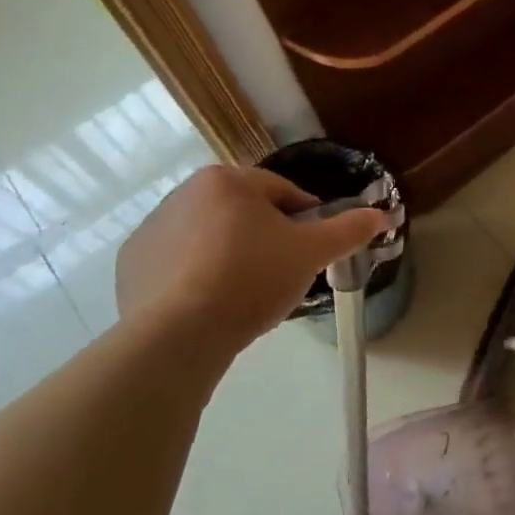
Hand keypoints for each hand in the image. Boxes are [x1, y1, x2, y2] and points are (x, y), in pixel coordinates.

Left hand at [115, 165, 389, 351]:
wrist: (179, 335)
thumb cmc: (252, 279)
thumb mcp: (311, 253)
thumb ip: (349, 229)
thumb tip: (383, 214)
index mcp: (227, 180)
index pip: (283, 192)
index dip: (306, 220)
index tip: (312, 251)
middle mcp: (183, 193)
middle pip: (244, 212)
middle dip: (266, 238)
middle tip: (282, 274)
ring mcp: (152, 229)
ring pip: (210, 237)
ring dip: (231, 255)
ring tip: (246, 293)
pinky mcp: (131, 264)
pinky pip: (177, 263)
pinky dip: (195, 276)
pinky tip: (210, 304)